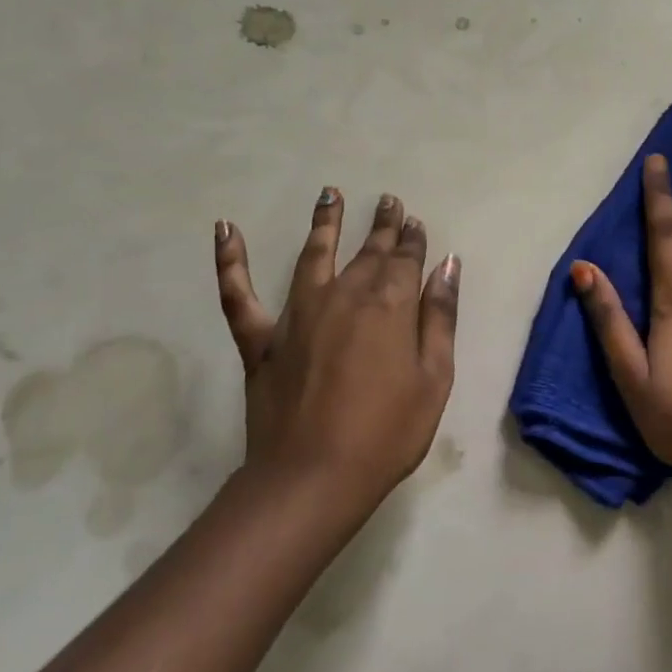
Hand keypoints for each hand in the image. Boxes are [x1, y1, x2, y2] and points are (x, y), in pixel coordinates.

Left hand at [213, 189, 458, 518]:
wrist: (313, 478)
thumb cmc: (387, 432)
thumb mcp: (434, 377)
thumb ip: (440, 317)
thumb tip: (448, 265)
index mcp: (389, 305)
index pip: (406, 259)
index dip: (413, 239)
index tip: (416, 222)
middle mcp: (344, 295)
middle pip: (368, 251)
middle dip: (382, 225)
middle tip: (389, 201)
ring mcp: (298, 314)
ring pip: (313, 255)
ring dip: (325, 222)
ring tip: (330, 193)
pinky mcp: (261, 339)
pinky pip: (238, 293)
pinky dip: (229, 260)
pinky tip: (224, 228)